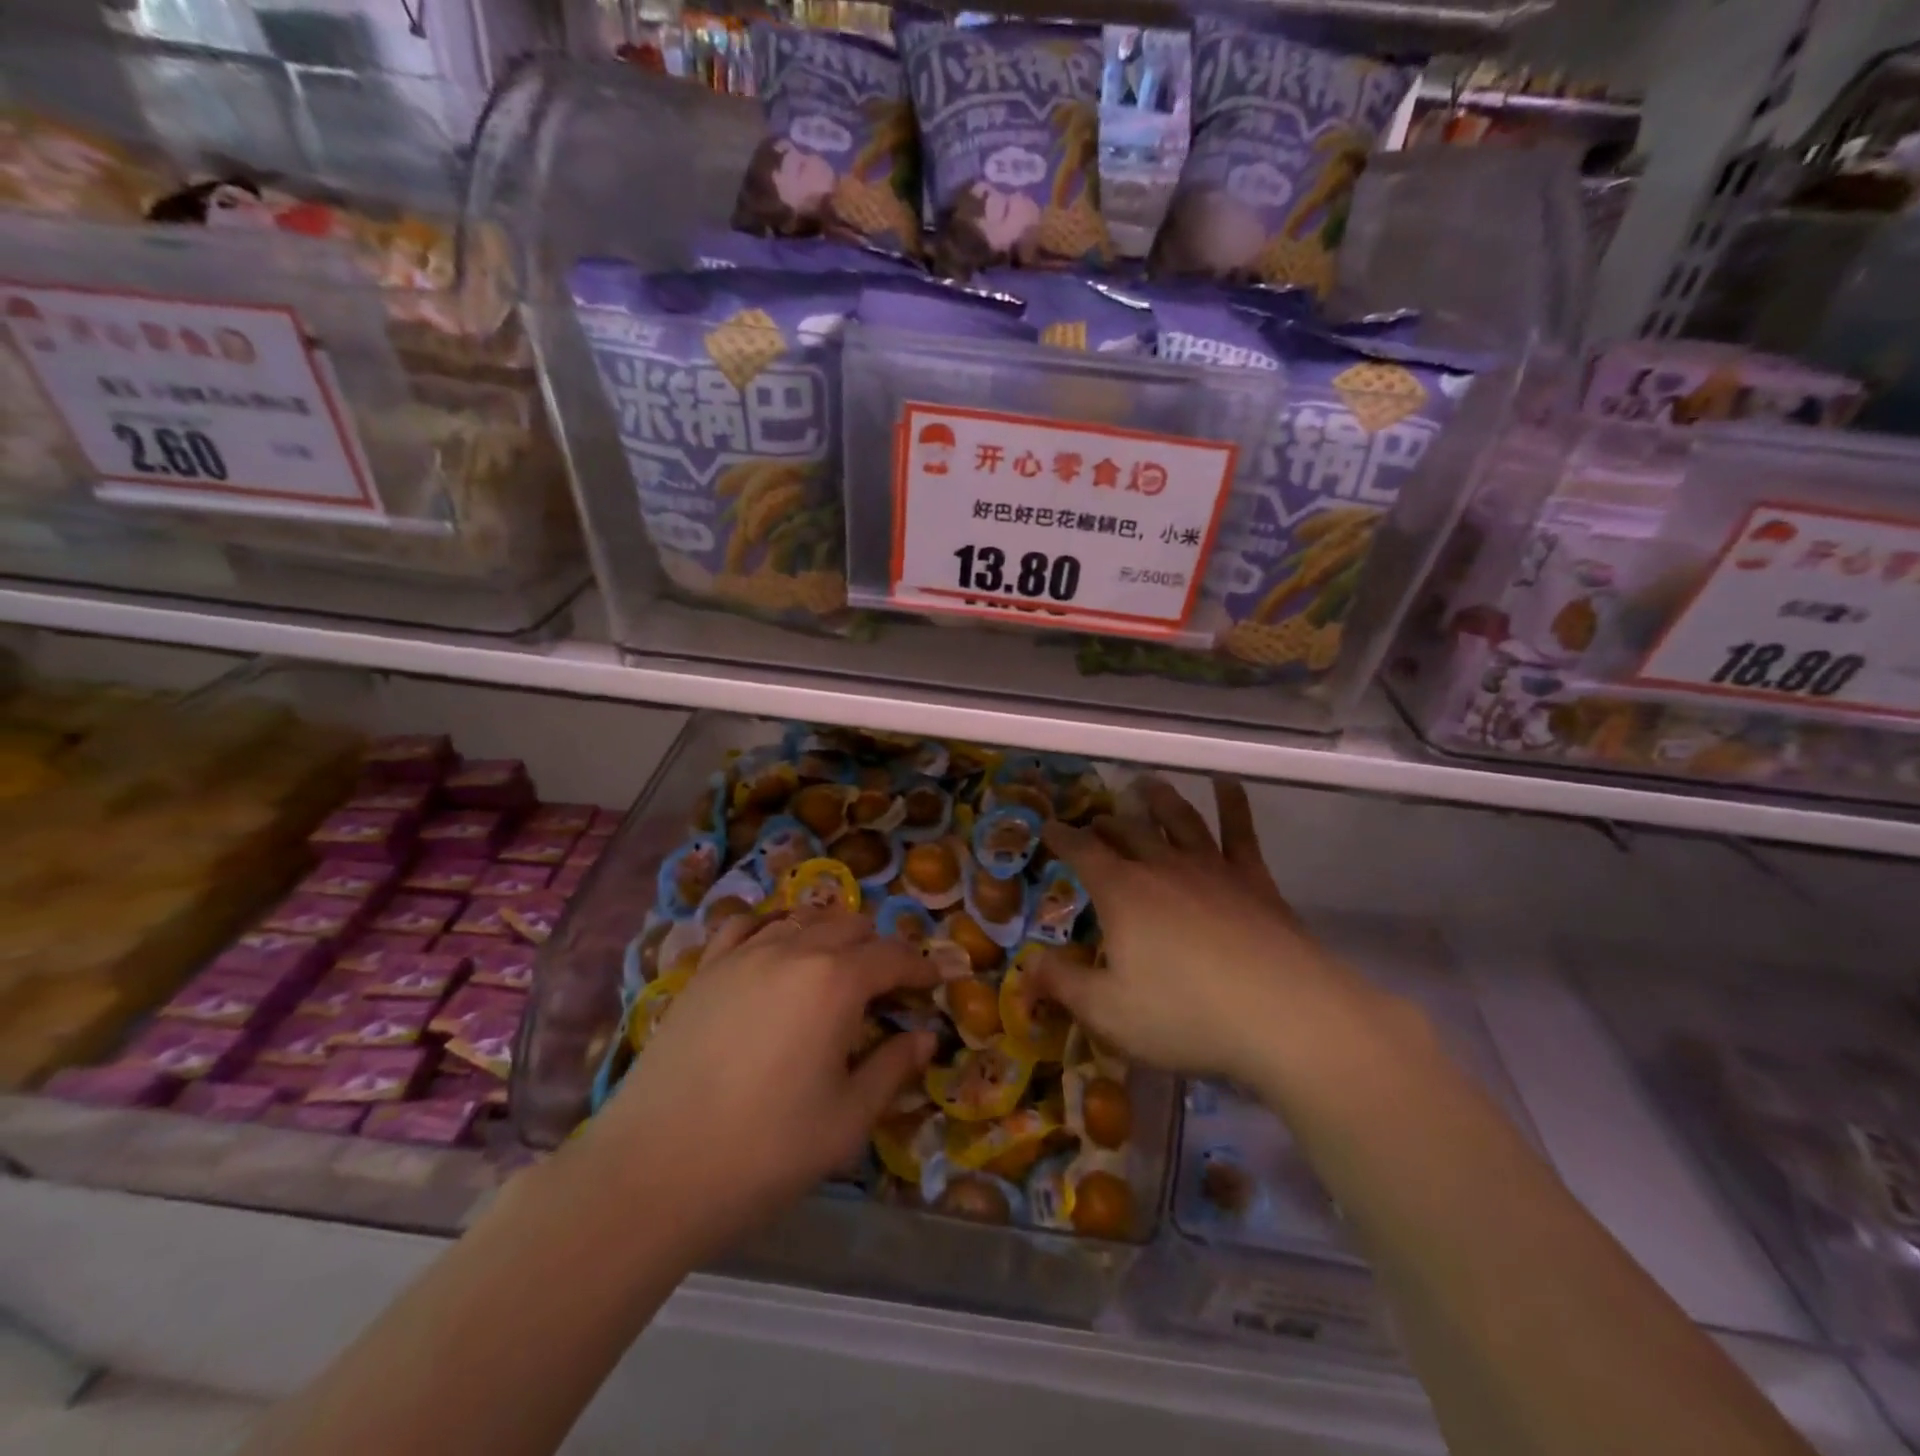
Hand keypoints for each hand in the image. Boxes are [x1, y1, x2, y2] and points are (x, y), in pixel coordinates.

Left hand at [579, 910, 938, 1258]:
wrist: (654, 1170)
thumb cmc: (764, 1150)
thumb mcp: (846, 1121)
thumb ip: (892, 1069)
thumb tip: (924, 1037)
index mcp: (836, 982)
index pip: (893, 956)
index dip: (920, 967)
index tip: (934, 982)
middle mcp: (793, 950)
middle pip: (850, 926)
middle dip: (878, 948)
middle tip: (887, 985)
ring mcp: (743, 954)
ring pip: (802, 918)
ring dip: (831, 935)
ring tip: (837, 967)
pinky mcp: (705, 969)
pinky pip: (747, 924)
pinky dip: (774, 928)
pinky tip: (775, 951)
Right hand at [1033, 777, 1357, 1086]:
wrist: (1285, 1017)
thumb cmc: (1187, 1017)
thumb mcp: (1109, 1012)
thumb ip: (1063, 985)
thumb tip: (1026, 965)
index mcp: (1123, 893)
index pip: (1082, 852)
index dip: (1062, 838)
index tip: (1048, 828)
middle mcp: (1163, 867)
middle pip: (1127, 832)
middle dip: (1105, 823)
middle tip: (1095, 820)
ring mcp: (1212, 869)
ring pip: (1178, 820)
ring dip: (1159, 799)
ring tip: (1146, 783)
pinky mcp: (1254, 880)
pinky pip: (1240, 832)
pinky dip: (1232, 803)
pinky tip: (1227, 783)